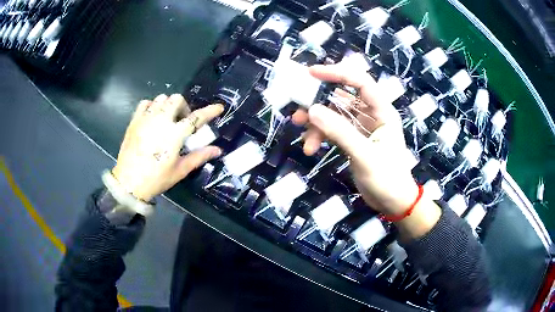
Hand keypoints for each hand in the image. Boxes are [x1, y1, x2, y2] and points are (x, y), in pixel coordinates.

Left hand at [112, 94, 223, 201]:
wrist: (128, 183)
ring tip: (167, 118)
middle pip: (177, 99)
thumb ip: (199, 156)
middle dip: (183, 107)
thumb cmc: (156, 179)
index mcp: (174, 134)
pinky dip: (152, 106)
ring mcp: (146, 119)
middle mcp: (161, 121)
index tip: (218, 108)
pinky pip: (145, 103)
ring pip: (161, 98)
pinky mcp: (134, 121)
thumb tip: (217, 150)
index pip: (196, 118)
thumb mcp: (180, 170)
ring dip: (168, 105)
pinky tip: (153, 117)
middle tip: (182, 121)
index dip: (210, 111)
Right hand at [292, 64, 418, 215]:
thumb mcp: (364, 155)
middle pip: (342, 97)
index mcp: (382, 111)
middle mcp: (371, 114)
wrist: (393, 203)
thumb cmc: (387, 178)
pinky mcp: (353, 140)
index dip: (337, 73)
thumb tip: (312, 110)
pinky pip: (333, 130)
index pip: (360, 82)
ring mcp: (361, 128)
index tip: (311, 73)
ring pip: (334, 115)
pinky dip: (320, 136)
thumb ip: (340, 132)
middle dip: (319, 103)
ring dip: (317, 124)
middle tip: (298, 111)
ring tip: (303, 138)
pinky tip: (310, 148)